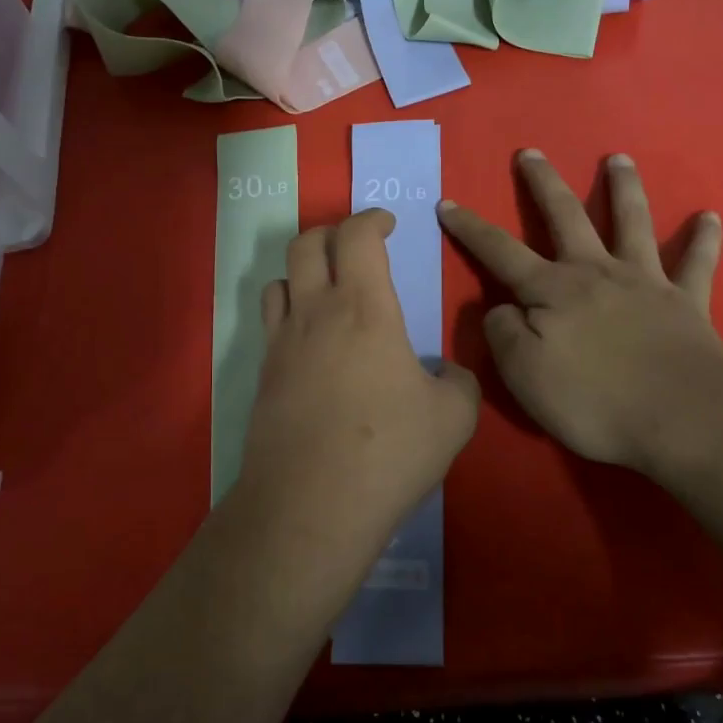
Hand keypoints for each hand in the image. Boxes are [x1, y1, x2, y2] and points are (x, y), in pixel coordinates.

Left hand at [232, 209, 478, 586]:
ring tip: (327, 290)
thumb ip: (459, 381)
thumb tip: (447, 373)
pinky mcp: (263, 375)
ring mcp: (281, 343)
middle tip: (357, 247)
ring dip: (303, 270)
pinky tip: (310, 342)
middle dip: (333, 232)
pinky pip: (270, 322)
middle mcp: (315, 312)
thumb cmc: (390, 450)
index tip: (388, 224)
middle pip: (307, 243)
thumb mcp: (453, 416)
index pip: (357, 236)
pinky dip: (289, 311)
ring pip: (279, 278)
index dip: (372, 218)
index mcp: (364, 308)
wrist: (312, 503)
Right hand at [437, 150, 722, 484]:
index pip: (500, 251)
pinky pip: (697, 264)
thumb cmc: (594, 401)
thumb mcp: (524, 374)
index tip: (448, 203)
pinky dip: (704, 239)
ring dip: (624, 188)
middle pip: (566, 216)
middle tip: (532, 152)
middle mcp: (597, 272)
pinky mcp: (687, 302)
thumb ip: (504, 334)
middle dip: (544, 183)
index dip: (471, 228)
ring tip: (620, 159)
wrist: (682, 419)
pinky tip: (710, 216)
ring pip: (633, 222)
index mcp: (553, 290)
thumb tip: (502, 309)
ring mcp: (646, 282)